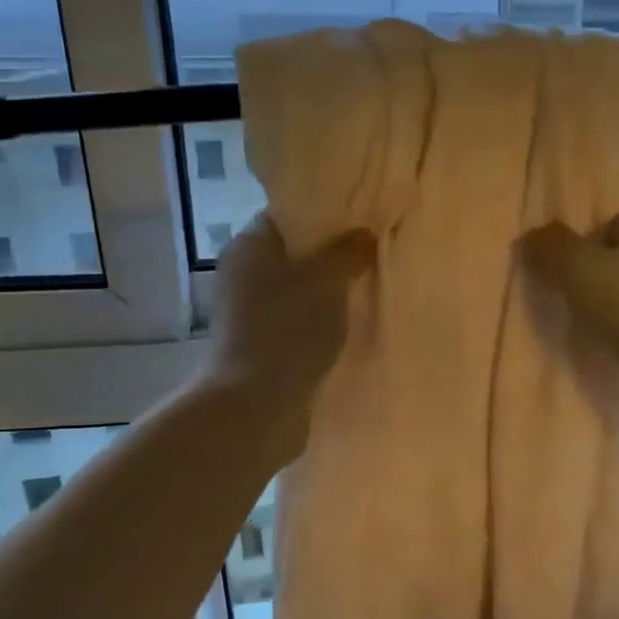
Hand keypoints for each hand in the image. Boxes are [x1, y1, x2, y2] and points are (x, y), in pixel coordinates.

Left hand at [205, 215, 374, 457]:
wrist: (256, 404)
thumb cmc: (288, 329)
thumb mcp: (326, 280)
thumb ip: (348, 252)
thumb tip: (365, 234)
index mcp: (250, 245)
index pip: (288, 215)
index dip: (325, 214)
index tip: (362, 219)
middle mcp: (244, 273)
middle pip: (296, 253)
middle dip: (333, 255)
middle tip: (374, 254)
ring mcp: (250, 312)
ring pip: (299, 290)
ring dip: (329, 292)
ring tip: (370, 288)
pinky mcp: (262, 345)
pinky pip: (299, 321)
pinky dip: (321, 321)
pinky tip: (352, 325)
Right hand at [519, 205, 618, 435]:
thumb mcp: (582, 267)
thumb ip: (552, 247)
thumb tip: (528, 237)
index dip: (591, 229)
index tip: (561, 251)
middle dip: (588, 271)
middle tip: (550, 287)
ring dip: (597, 306)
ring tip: (560, 319)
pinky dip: (610, 337)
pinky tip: (586, 349)